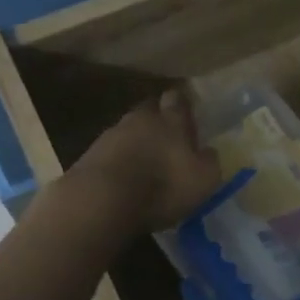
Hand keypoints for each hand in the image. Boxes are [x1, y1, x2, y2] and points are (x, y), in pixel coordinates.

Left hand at [67, 89, 221, 233]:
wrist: (102, 199)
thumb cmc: (162, 186)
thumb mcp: (203, 179)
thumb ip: (209, 162)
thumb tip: (208, 151)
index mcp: (171, 121)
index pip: (178, 100)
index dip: (182, 104)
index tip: (186, 111)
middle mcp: (141, 119)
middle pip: (149, 111)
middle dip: (157, 120)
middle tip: (166, 137)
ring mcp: (111, 135)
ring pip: (128, 130)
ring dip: (135, 141)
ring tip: (142, 161)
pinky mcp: (90, 155)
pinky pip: (110, 151)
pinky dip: (118, 160)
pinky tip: (122, 176)